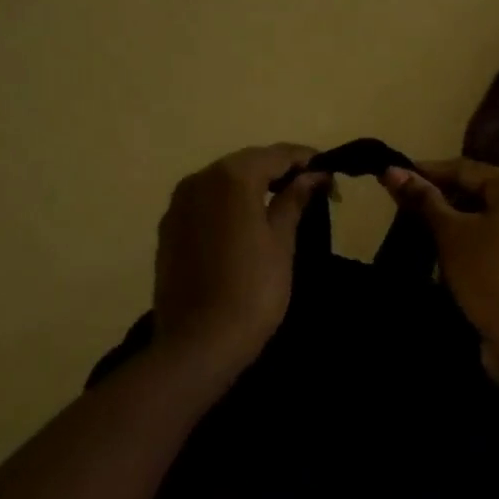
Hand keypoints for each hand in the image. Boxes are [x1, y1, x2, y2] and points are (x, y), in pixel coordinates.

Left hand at [152, 145, 329, 374]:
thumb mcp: (282, 242)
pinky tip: (245, 223)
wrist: (199, 343)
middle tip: (310, 189)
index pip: (276, 155)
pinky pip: (204, 202)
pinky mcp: (168, 227)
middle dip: (279, 171)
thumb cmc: (253, 290)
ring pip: (223, 181)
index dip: (306, 160)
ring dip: (252, 186)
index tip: (329, 173)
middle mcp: (200, 178)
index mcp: (232, 176)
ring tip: (280, 204)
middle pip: (247, 163)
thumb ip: (294, 200)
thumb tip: (313, 176)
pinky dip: (227, 204)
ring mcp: (178, 203)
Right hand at [382, 158, 498, 360]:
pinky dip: (479, 253)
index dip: (427, 172)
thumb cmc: (493, 274)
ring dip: (460, 231)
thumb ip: (423, 200)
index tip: (392, 178)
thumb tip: (391, 170)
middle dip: (444, 204)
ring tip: (426, 242)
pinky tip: (456, 270)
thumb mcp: (451, 233)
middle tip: (407, 213)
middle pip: (483, 196)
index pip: (466, 169)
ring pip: (494, 226)